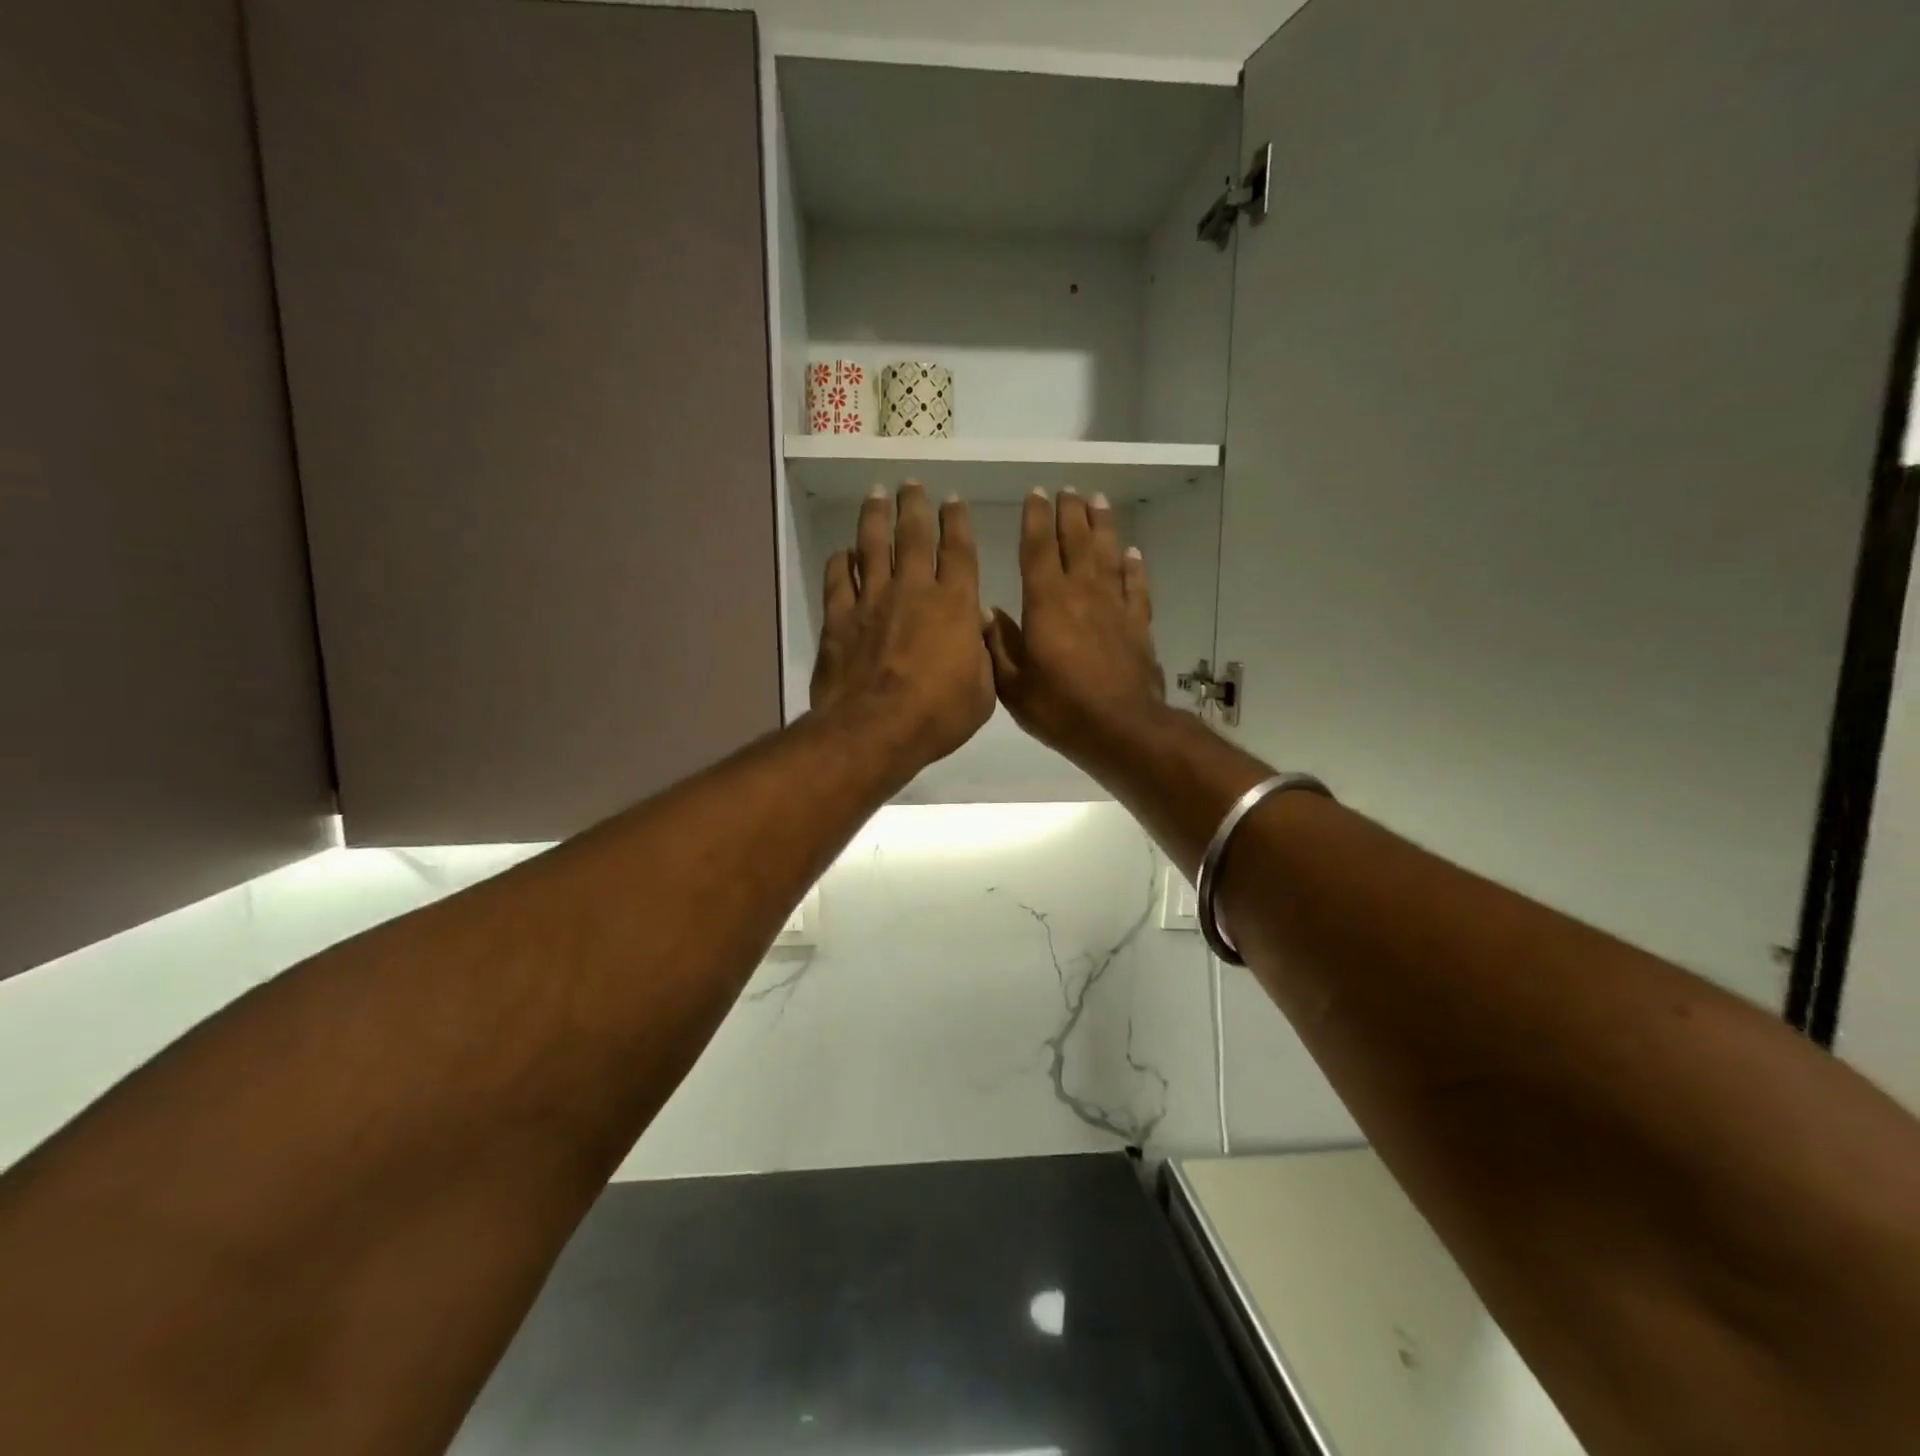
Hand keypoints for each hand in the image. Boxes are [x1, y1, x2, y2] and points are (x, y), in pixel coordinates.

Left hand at [811, 482, 996, 778]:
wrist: (875, 729)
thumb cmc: (938, 715)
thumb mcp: (983, 691)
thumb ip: (983, 654)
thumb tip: (977, 625)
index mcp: (955, 604)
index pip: (959, 550)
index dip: (956, 522)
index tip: (952, 500)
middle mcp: (913, 590)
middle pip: (914, 536)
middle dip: (914, 505)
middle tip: (911, 483)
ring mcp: (872, 600)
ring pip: (873, 546)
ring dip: (875, 517)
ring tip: (876, 494)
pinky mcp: (839, 618)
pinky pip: (838, 579)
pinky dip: (840, 562)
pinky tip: (842, 552)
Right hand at [987, 487, 1166, 767]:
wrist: (1120, 728)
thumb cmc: (1059, 707)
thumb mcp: (1013, 684)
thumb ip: (998, 645)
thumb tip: (985, 611)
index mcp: (1046, 603)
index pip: (1038, 550)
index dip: (1035, 520)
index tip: (1035, 495)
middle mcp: (1081, 593)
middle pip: (1076, 541)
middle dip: (1070, 513)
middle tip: (1067, 490)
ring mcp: (1114, 606)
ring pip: (1108, 554)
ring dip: (1102, 526)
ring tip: (1098, 502)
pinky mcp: (1137, 624)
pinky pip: (1135, 585)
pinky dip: (1133, 566)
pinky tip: (1132, 553)